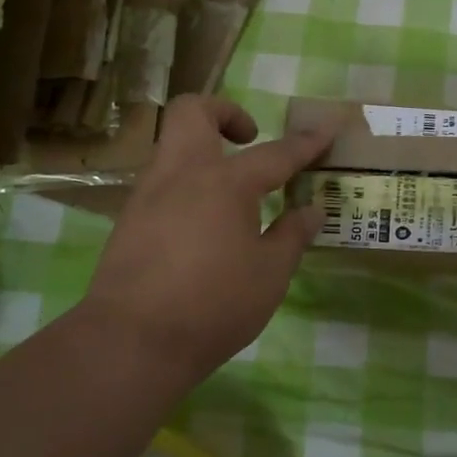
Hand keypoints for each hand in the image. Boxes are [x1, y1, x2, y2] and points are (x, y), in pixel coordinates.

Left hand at [81, 95, 334, 384]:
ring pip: (172, 145)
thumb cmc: (213, 306)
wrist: (129, 344)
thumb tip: (312, 210)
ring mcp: (148, 195)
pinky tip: (203, 225)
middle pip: (192, 112)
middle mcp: (182, 175)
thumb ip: (292, 236)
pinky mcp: (128, 221)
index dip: (306, 142)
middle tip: (249, 139)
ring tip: (233, 193)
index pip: (276, 153)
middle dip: (224, 112)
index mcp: (226, 183)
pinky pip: (162, 182)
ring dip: (204, 151)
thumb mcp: (270, 274)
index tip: (328, 128)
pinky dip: (187, 186)